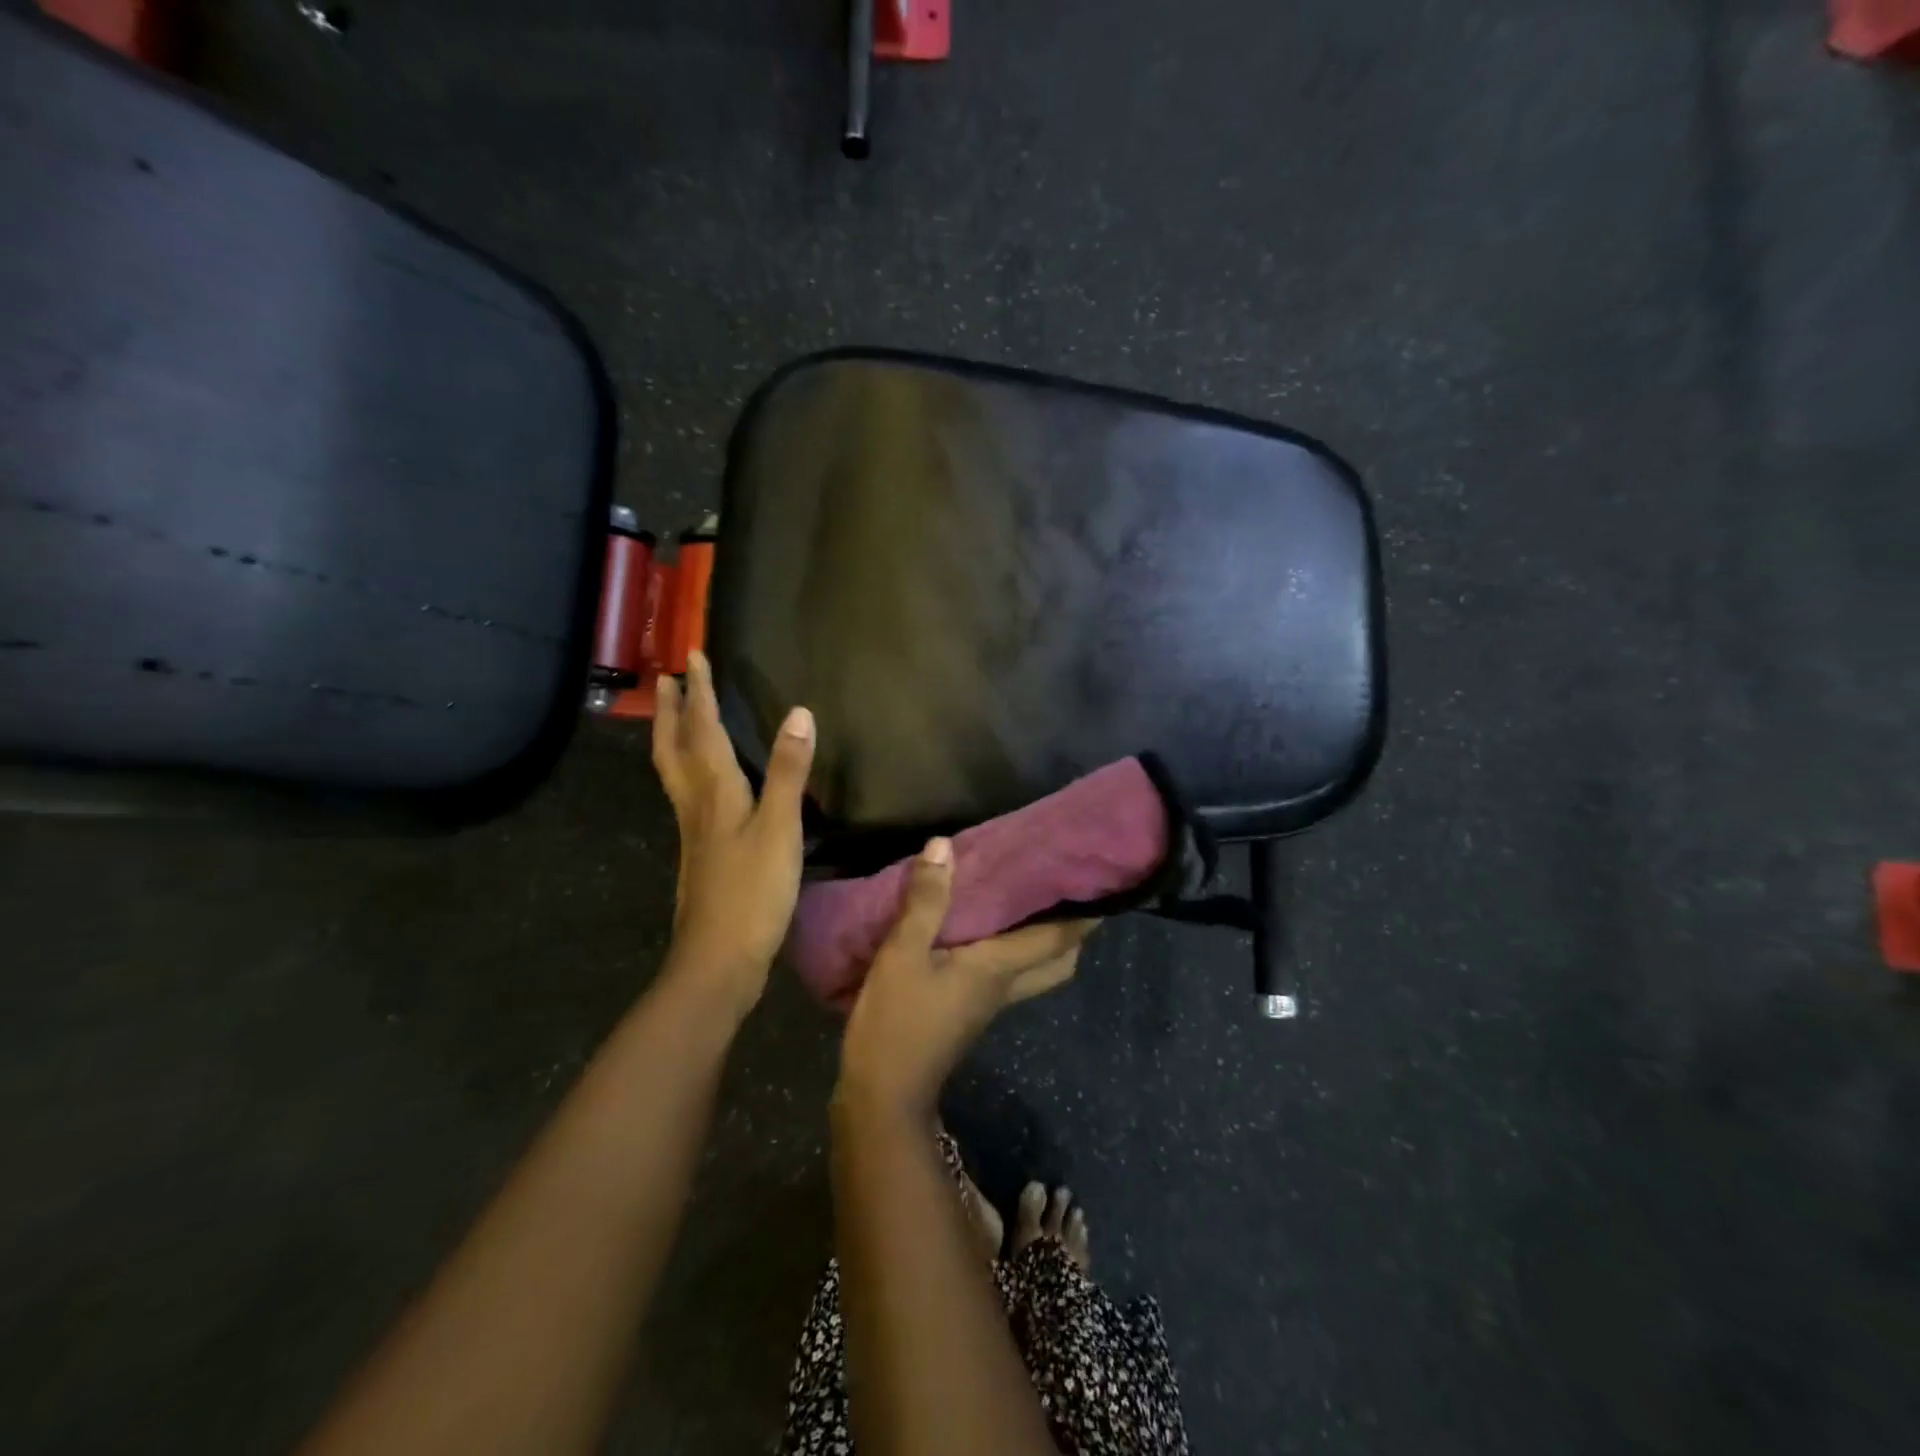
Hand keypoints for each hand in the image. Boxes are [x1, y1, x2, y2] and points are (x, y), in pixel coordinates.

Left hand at [653, 650, 814, 1013]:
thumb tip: (798, 713)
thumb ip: (788, 771)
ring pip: (675, 772)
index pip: (704, 730)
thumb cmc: (753, 892)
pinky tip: (702, 782)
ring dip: (672, 737)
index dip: (700, 693)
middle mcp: (696, 804)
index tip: (692, 656)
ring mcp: (694, 831)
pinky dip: (687, 770)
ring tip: (674, 717)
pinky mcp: (701, 853)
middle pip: (674, 748)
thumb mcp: (779, 829)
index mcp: (714, 792)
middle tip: (664, 680)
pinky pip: (687, 795)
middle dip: (670, 711)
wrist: (719, 960)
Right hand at [837, 839, 1096, 1118]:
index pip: (1057, 938)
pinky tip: (984, 927)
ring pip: (1034, 968)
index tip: (1101, 880)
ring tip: (1029, 898)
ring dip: (1042, 938)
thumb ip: (925, 901)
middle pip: (1058, 960)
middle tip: (1066, 887)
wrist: (883, 1094)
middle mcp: (1005, 985)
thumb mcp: (903, 954)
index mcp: (999, 968)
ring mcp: (988, 1002)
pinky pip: (1006, 973)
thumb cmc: (897, 1022)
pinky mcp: (969, 1010)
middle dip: (1072, 929)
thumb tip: (943, 846)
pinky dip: (1011, 948)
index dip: (1084, 913)